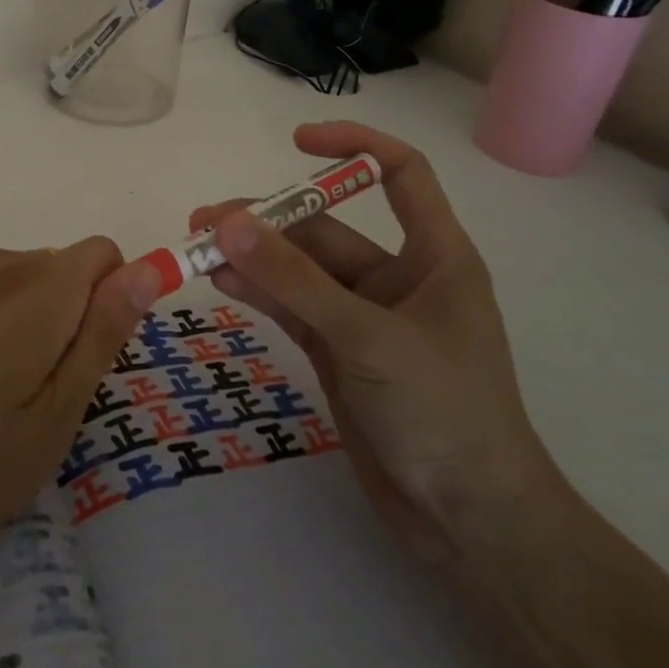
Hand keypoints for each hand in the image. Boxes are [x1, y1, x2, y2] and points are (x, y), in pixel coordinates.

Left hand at [0, 238, 159, 589]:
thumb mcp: (52, 419)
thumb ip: (103, 335)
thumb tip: (148, 270)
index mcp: (37, 290)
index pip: (106, 254)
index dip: (116, 301)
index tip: (93, 362)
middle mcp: (0, 267)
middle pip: (70, 267)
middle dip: (79, 317)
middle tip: (48, 396)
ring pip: (34, 281)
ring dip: (42, 324)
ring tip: (8, 398)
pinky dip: (7, 325)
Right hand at [190, 122, 558, 562]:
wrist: (471, 525)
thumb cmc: (445, 414)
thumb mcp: (368, 339)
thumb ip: (296, 281)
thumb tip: (229, 223)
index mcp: (434, 255)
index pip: (400, 173)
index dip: (353, 146)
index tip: (296, 141)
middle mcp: (397, 277)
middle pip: (325, 227)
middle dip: (268, 220)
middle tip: (206, 222)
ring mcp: (363, 316)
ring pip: (299, 269)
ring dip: (253, 256)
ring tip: (196, 247)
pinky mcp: (338, 352)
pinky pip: (291, 307)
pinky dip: (257, 291)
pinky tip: (218, 280)